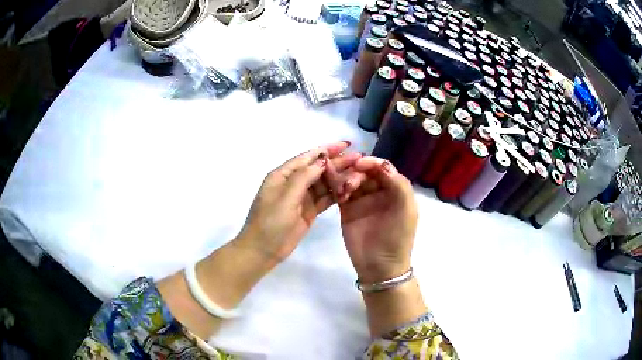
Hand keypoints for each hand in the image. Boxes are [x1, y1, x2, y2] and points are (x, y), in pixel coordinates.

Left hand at [238, 141, 360, 266]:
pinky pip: (324, 198)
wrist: (263, 251)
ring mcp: (301, 198)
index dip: (326, 150)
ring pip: (323, 183)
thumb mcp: (286, 197)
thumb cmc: (270, 222)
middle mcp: (292, 183)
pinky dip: (336, 193)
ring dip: (339, 177)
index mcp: (282, 175)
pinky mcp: (308, 211)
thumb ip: (304, 177)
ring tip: (358, 171)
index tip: (346, 144)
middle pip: (318, 169)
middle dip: (337, 162)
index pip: (307, 157)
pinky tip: (350, 189)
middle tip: (358, 158)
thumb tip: (322, 160)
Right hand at [339, 157, 417, 283]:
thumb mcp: (406, 210)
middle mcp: (378, 191)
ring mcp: (362, 200)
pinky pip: (340, 192)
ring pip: (351, 179)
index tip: (358, 164)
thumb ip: (398, 184)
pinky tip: (336, 192)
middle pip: (364, 171)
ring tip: (342, 192)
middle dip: (356, 173)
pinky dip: (336, 188)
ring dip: (345, 180)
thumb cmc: (397, 237)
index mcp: (395, 189)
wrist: (379, 266)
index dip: (371, 162)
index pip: (382, 167)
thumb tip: (381, 163)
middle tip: (348, 185)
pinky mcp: (347, 209)